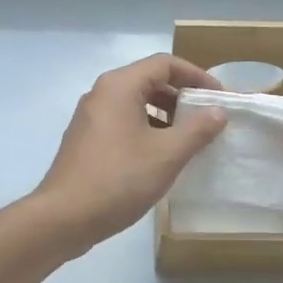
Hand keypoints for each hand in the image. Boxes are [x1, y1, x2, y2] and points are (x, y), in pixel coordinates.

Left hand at [33, 54, 227, 253]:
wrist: (63, 218)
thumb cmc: (118, 179)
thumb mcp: (167, 155)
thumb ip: (197, 129)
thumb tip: (218, 112)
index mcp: (120, 86)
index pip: (165, 64)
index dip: (197, 76)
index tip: (219, 98)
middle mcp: (102, 93)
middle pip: (150, 80)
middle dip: (182, 96)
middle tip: (208, 118)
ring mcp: (91, 117)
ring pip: (136, 103)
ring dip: (166, 115)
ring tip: (190, 138)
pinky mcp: (86, 139)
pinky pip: (123, 122)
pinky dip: (147, 129)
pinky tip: (162, 156)